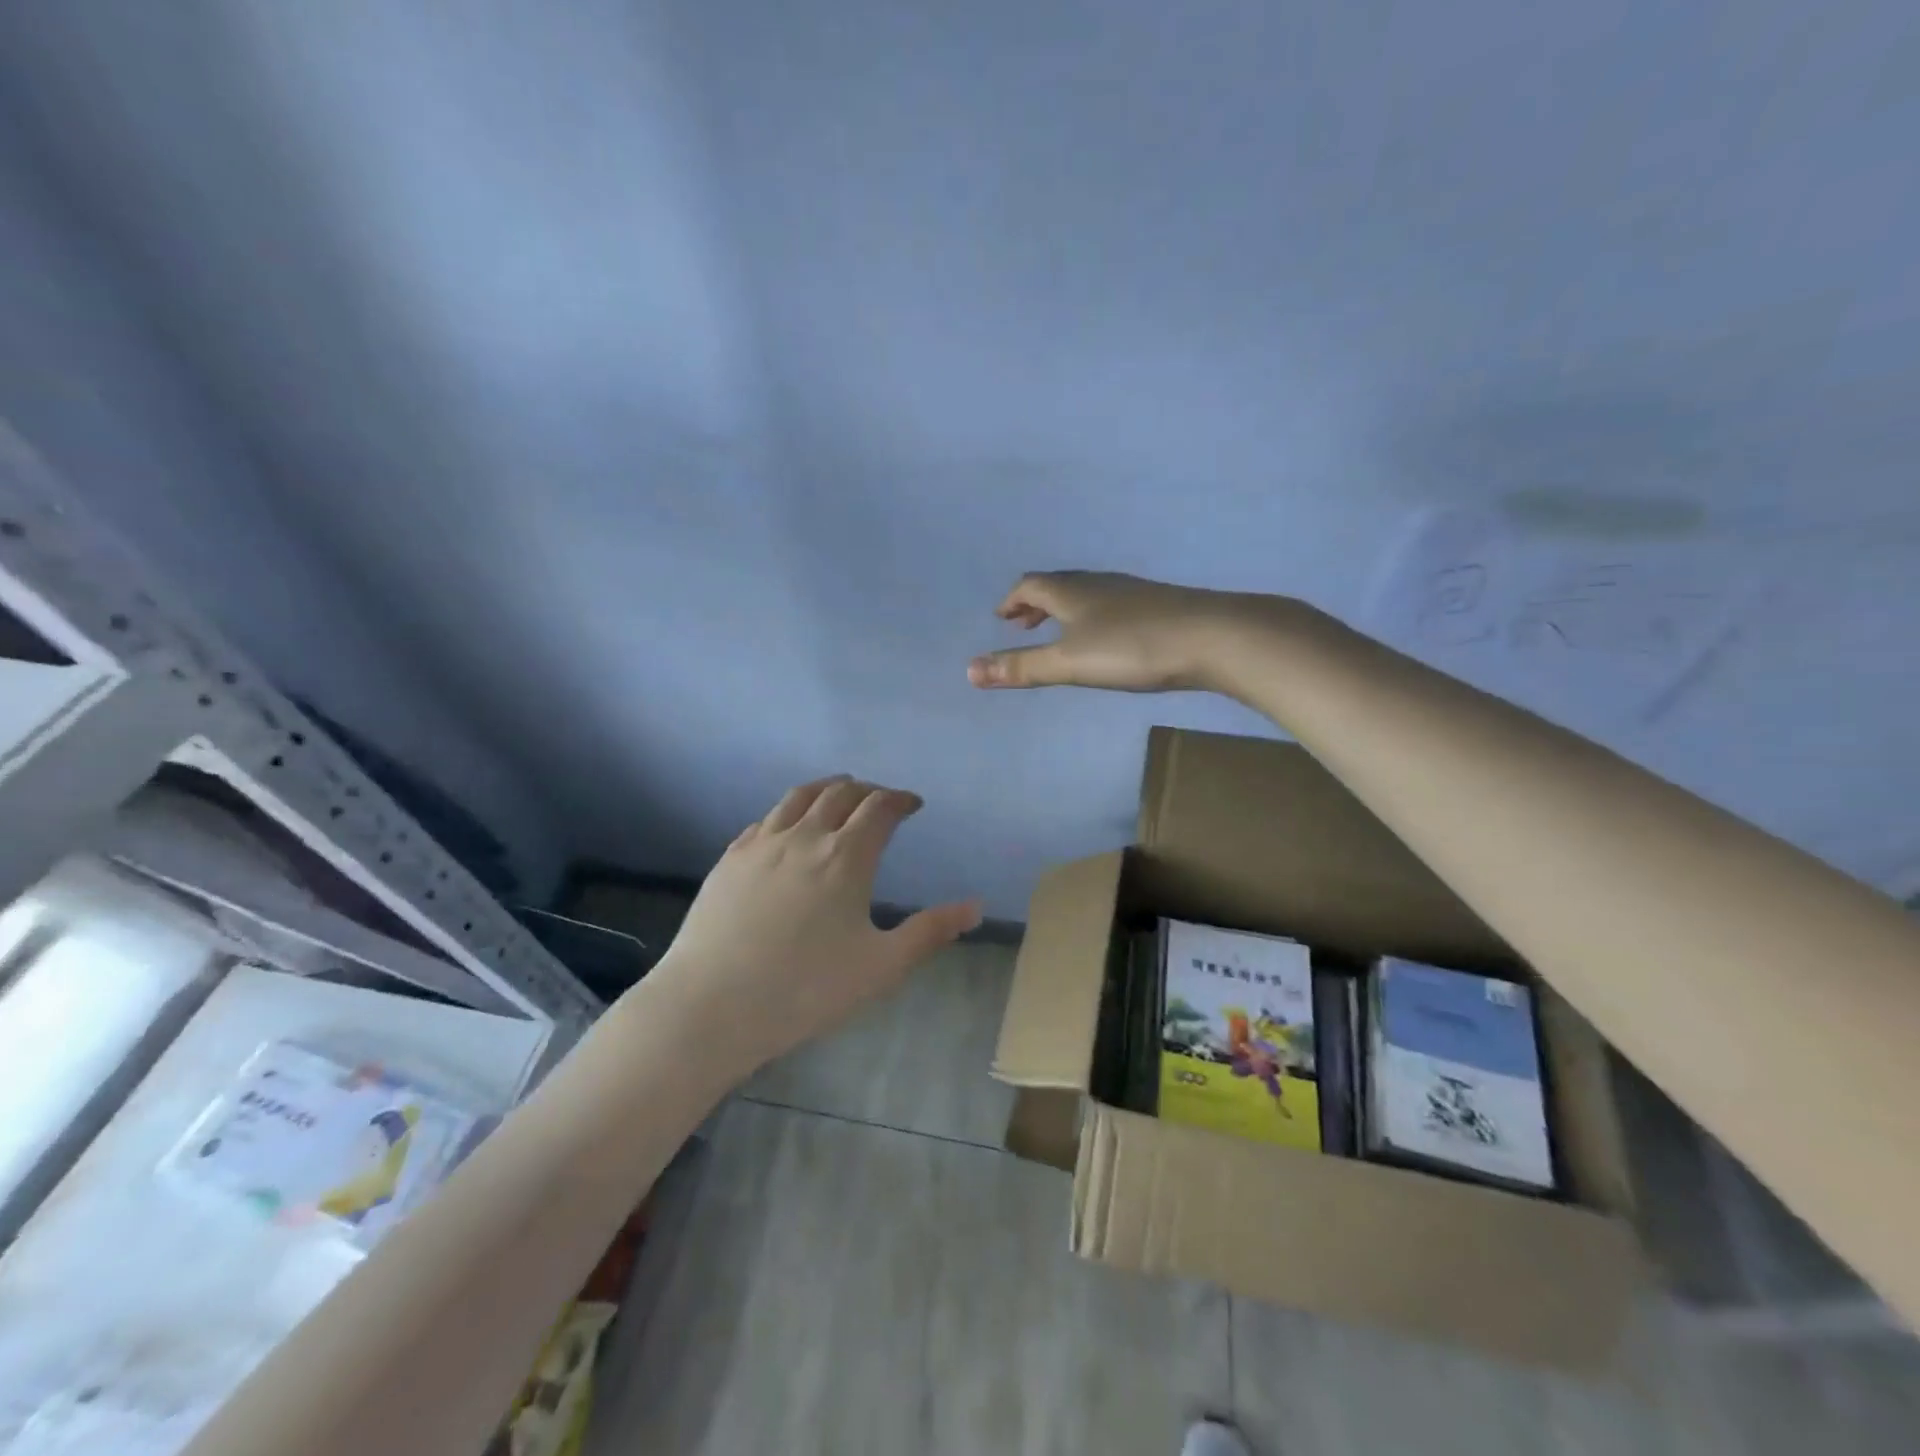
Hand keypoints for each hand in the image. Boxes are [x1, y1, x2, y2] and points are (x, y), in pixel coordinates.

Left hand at [650, 776, 982, 1076]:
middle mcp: (804, 836)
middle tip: (879, 800)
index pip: (879, 808)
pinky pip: (765, 820)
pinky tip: (787, 828)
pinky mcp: (730, 859)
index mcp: (846, 857)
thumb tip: (975, 907)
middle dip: (867, 791)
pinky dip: (788, 812)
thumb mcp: (880, 967)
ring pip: (798, 797)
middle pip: (840, 794)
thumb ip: (930, 932)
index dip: (900, 799)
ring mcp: (761, 844)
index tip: (912, 804)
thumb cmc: (805, 990)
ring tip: (838, 794)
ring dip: (826, 789)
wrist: (711, 1006)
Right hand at [967, 570, 1235, 691]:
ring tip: (1058, 632)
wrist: (1211, 637)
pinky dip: (1091, 616)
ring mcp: (1130, 592)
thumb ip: (1021, 667)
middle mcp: (1098, 583)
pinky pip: (1110, 604)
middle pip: (1057, 585)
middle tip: (1022, 624)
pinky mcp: (1157, 606)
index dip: (1012, 600)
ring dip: (1063, 610)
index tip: (1002, 618)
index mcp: (1071, 591)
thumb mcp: (1069, 663)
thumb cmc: (1131, 648)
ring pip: (1086, 594)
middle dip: (1034, 604)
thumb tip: (968, 671)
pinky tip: (1106, 639)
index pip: (1031, 585)